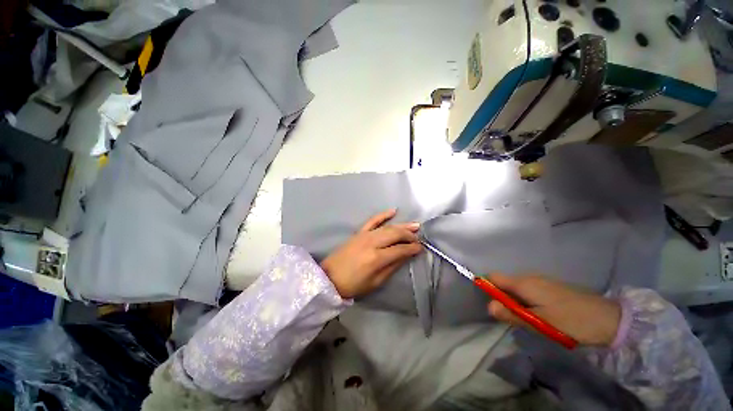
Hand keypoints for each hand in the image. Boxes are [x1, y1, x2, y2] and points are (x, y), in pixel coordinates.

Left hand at [321, 209, 421, 298]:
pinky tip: (393, 211)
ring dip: (402, 225)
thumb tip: (406, 256)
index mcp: (377, 258)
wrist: (330, 277)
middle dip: (409, 235)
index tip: (421, 248)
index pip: (400, 249)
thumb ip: (392, 266)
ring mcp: (365, 235)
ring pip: (388, 226)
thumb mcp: (376, 281)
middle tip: (418, 238)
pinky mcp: (359, 232)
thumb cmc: (354, 284)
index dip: (412, 248)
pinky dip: (383, 215)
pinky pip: (373, 220)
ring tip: (415, 225)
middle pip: (396, 234)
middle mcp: (372, 242)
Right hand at [487, 274, 620, 346]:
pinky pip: (529, 290)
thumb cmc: (571, 321)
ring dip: (515, 301)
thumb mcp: (539, 322)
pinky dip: (527, 300)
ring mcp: (541, 281)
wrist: (609, 319)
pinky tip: (540, 314)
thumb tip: (488, 307)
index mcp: (523, 283)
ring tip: (527, 318)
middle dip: (503, 298)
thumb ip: (512, 314)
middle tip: (512, 317)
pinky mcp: (551, 287)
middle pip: (504, 283)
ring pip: (517, 287)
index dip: (487, 287)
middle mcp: (529, 277)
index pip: (493, 277)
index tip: (492, 304)